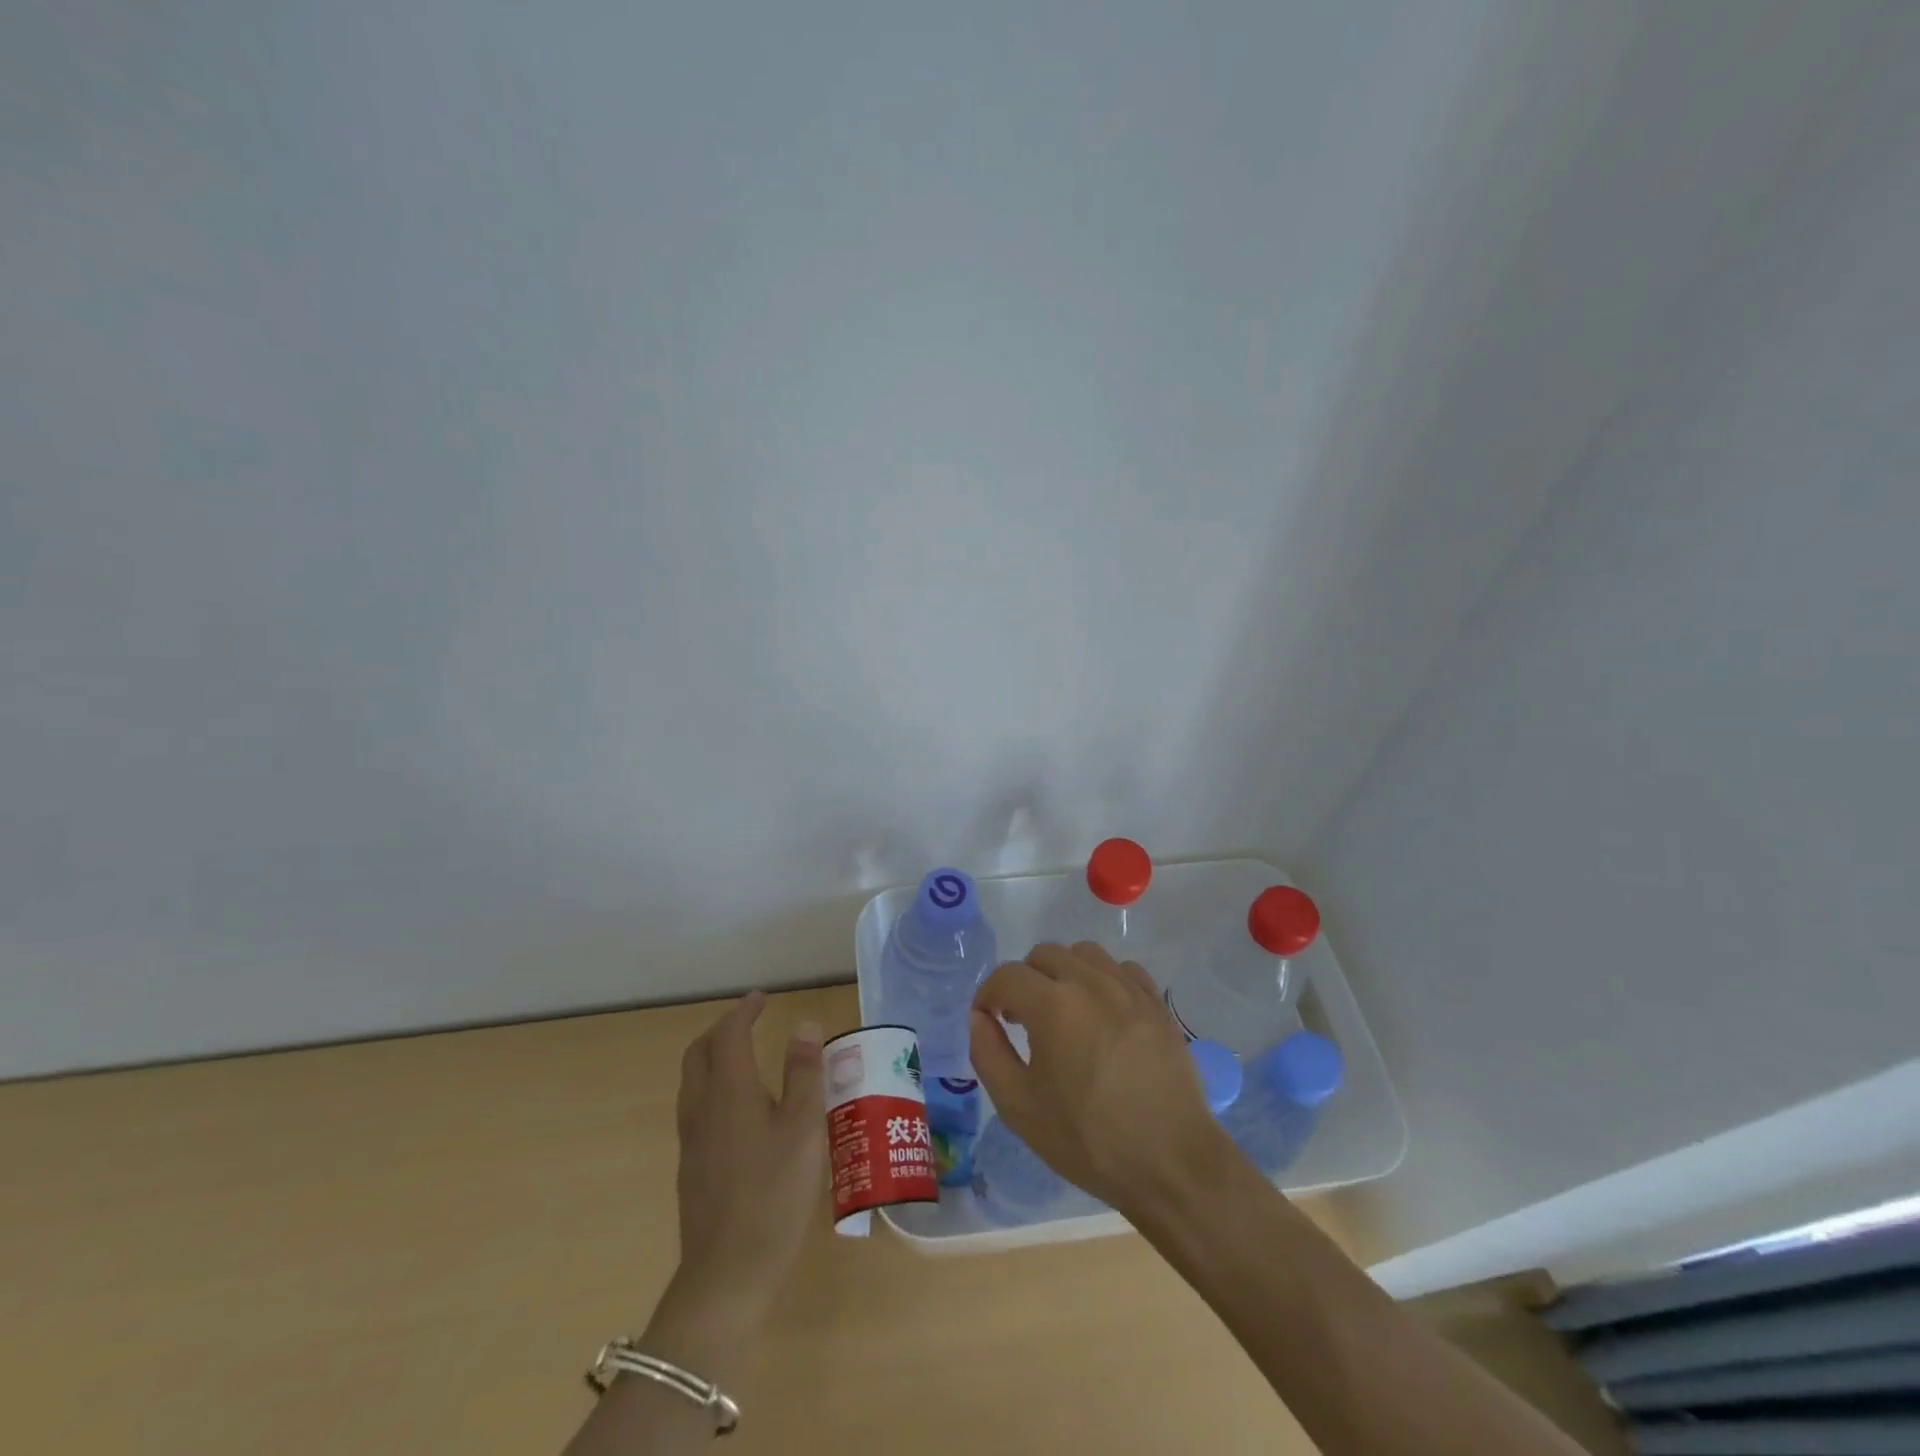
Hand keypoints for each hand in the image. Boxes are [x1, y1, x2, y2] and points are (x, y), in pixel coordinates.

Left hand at [661, 992, 825, 1338]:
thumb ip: (804, 1074)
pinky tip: (740, 1109)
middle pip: (699, 1053)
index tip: (762, 999)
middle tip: (749, 1022)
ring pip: (692, 1081)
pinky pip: (696, 1107)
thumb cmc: (775, 1195)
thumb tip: (803, 1026)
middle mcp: (703, 1108)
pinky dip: (713, 1086)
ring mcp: (691, 1140)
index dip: (744, 1012)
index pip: (729, 1035)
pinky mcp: (691, 1168)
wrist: (726, 1276)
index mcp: (730, 1091)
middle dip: (721, 1030)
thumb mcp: (804, 1129)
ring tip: (745, 1057)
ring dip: (713, 1057)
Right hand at [969, 942, 1229, 1215]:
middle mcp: (1090, 982)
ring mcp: (1128, 989)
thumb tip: (979, 1018)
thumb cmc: (1088, 1140)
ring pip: (1084, 954)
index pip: (1006, 976)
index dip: (988, 995)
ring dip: (1063, 973)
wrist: (1171, 1163)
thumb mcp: (1020, 1107)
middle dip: (1024, 981)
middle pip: (1044, 955)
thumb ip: (988, 1053)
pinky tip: (1102, 1013)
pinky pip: (1122, 969)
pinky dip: (1103, 979)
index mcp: (1053, 1004)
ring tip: (1063, 1011)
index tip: (988, 1021)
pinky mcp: (1157, 1003)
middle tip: (1022, 1020)